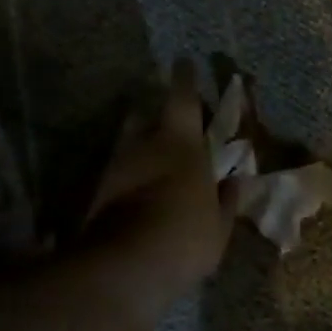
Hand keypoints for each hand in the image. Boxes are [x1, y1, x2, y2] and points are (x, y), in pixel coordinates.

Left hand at [78, 59, 237, 321]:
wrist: (125, 268)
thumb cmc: (185, 238)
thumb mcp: (219, 225)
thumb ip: (226, 199)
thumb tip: (236, 181)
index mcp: (181, 144)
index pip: (182, 98)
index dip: (185, 79)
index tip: (184, 62)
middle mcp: (144, 146)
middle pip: (144, 115)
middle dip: (154, 114)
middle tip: (167, 124)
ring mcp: (115, 168)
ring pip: (127, 145)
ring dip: (139, 148)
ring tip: (152, 163)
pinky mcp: (96, 193)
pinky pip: (116, 174)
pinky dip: (128, 176)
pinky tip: (137, 193)